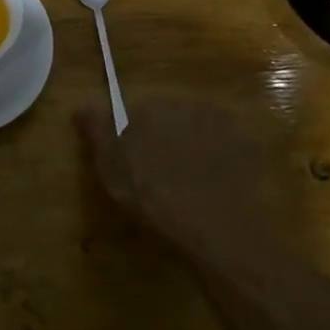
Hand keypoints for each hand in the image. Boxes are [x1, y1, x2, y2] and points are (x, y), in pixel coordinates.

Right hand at [76, 94, 294, 268]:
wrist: (214, 226)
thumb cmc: (152, 195)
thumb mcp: (110, 166)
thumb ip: (96, 130)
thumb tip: (80, 106)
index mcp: (150, 104)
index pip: (136, 113)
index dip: (134, 138)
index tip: (134, 165)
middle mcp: (187, 103)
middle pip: (169, 118)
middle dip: (164, 139)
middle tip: (161, 176)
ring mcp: (222, 124)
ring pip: (199, 131)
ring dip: (193, 148)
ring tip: (190, 185)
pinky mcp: (248, 147)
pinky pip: (227, 148)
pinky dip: (221, 161)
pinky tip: (216, 187)